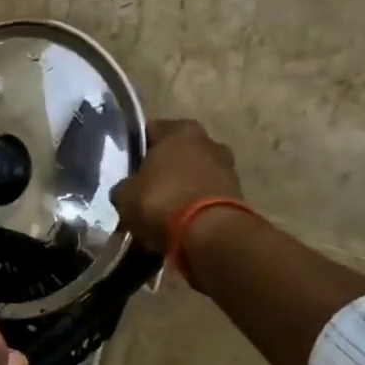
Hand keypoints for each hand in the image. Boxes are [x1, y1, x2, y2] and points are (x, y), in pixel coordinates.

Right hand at [110, 119, 245, 254]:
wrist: (210, 234)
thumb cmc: (162, 201)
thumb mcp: (125, 195)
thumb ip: (126, 186)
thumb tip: (127, 189)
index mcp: (180, 130)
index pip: (151, 131)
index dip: (137, 148)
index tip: (127, 167)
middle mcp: (208, 141)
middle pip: (178, 151)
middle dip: (164, 167)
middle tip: (145, 188)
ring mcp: (227, 167)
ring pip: (195, 173)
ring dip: (182, 186)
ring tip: (164, 208)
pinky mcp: (238, 195)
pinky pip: (207, 195)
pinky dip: (196, 204)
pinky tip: (181, 221)